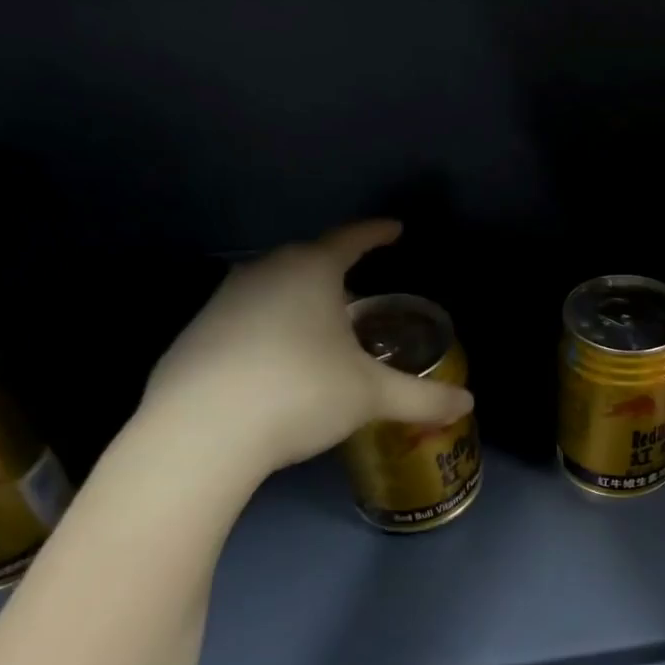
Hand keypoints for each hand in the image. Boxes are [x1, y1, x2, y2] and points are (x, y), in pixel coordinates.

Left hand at [138, 220, 473, 480]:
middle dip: (338, 270)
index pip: (351, 239)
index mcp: (310, 271)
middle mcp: (264, 272)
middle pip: (309, 260)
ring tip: (323, 328)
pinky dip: (271, 327)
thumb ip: (423, 397)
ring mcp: (223, 301)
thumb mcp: (371, 395)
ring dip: (302, 300)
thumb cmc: (300, 393)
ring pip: (275, 288)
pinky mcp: (197, 333)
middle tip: (362, 291)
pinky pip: (247, 317)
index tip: (394, 229)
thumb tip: (468, 403)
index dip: (376, 234)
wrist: (200, 435)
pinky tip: (279, 361)